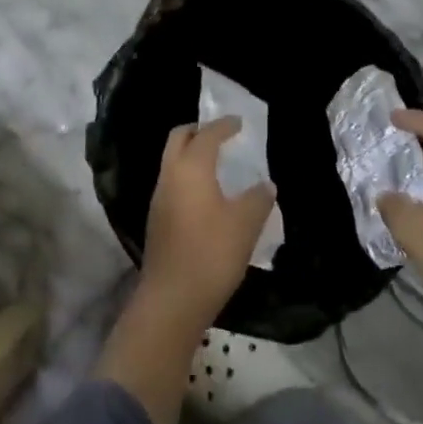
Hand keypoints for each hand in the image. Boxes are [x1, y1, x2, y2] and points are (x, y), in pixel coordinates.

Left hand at [140, 117, 275, 327]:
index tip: (238, 123)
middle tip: (220, 135)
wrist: (171, 300)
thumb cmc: (211, 253)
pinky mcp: (156, 220)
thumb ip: (258, 198)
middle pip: (179, 138)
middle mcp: (170, 175)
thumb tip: (265, 185)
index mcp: (192, 167)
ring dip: (191, 155)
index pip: (207, 134)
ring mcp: (159, 198)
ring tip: (216, 164)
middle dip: (198, 131)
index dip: (224, 125)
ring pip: (172, 161)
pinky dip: (187, 176)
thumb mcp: (245, 224)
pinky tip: (206, 195)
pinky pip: (172, 183)